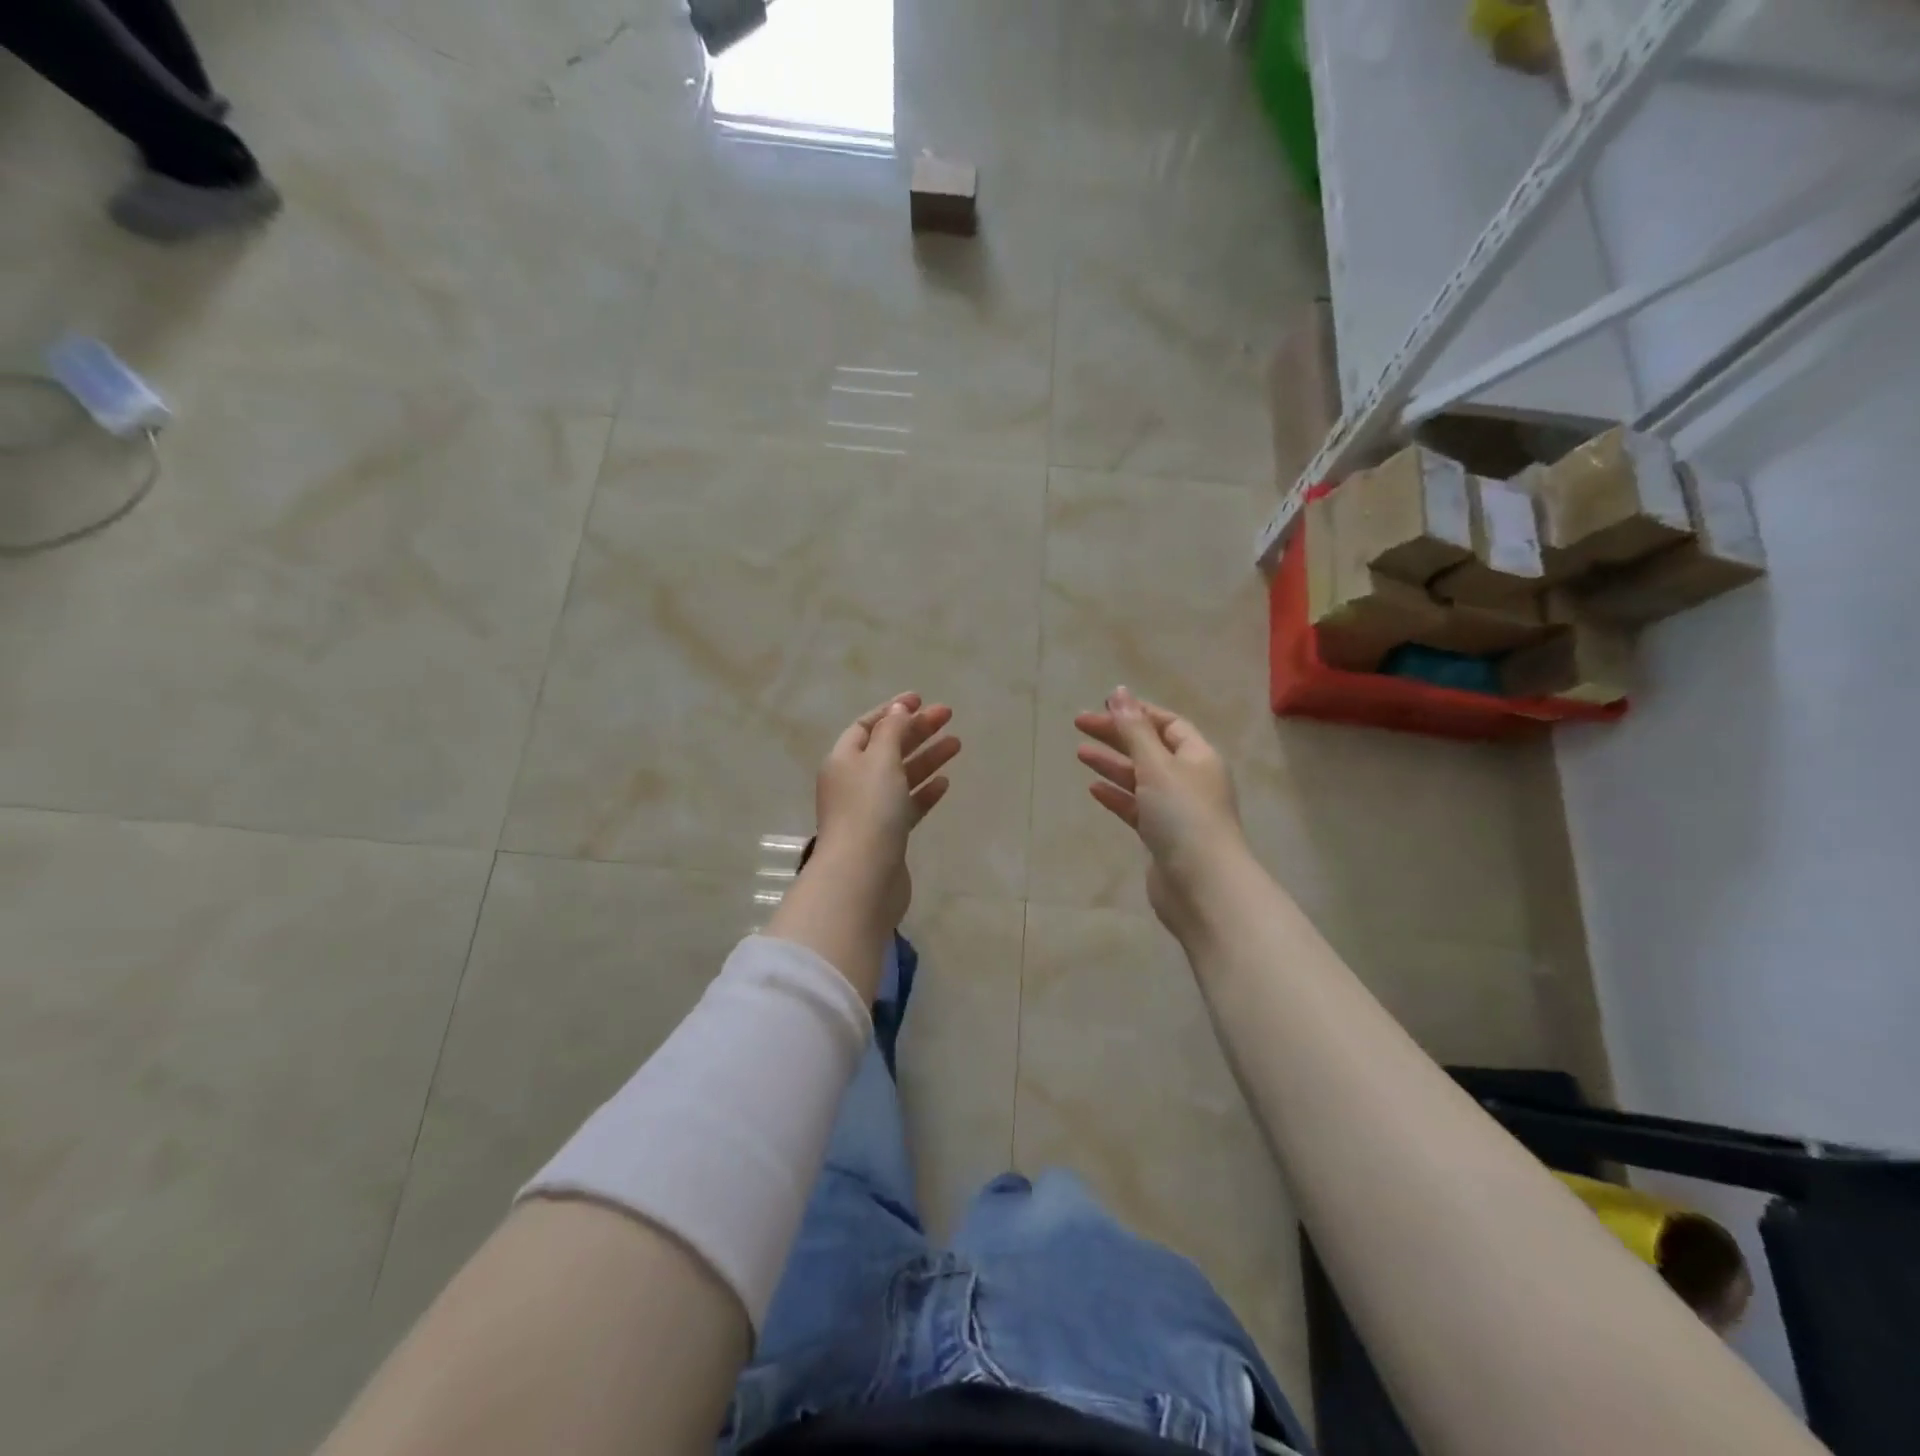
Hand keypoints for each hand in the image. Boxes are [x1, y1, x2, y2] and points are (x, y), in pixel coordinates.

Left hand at [812, 692, 960, 927]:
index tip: (921, 700)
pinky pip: (907, 805)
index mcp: (843, 760)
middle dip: (916, 731)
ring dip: (927, 758)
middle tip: (948, 716)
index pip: (866, 726)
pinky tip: (945, 783)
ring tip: (957, 744)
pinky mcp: (887, 836)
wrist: (863, 877)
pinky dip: (924, 792)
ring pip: (901, 776)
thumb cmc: (869, 810)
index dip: (892, 711)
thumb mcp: (880, 760)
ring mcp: (869, 811)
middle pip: (887, 748)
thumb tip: (898, 710)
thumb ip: (892, 732)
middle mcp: (852, 783)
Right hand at [1074, 687, 1248, 937]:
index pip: (1167, 724)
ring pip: (1140, 778)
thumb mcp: (1156, 765)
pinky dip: (1117, 795)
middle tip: (1079, 724)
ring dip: (1112, 764)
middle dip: (1117, 735)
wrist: (1202, 885)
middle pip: (1150, 748)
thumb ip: (1134, 730)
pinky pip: (1136, 807)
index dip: (1137, 712)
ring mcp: (1176, 810)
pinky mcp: (1162, 837)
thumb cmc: (1183, 816)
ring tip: (1080, 752)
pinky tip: (1093, 789)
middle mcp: (1190, 779)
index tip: (1104, 704)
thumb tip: (1119, 692)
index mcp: (1198, 756)